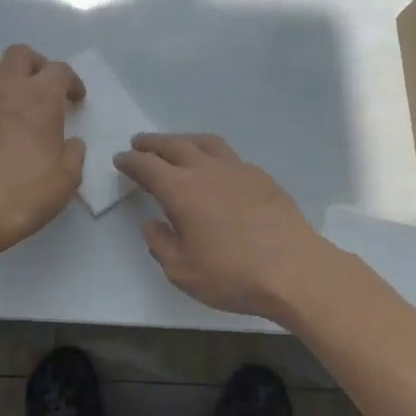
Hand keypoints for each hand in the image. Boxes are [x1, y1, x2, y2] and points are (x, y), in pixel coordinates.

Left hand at [0, 45, 84, 261]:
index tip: (75, 101)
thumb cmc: (30, 191)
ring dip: (0, 75)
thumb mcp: (68, 176)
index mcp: (43, 97)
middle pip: (20, 54)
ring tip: (8, 96)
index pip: (60, 70)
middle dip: (34, 65)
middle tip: (41, 88)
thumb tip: (70, 143)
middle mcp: (9, 88)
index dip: (71, 82)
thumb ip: (73, 152)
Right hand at [113, 134, 333, 320]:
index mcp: (181, 190)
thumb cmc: (232, 274)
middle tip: (140, 143)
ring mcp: (238, 170)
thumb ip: (161, 244)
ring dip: (184, 140)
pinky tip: (215, 168)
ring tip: (176, 145)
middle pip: (174, 145)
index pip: (147, 166)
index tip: (120, 159)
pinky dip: (213, 154)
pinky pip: (230, 156)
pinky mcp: (262, 178)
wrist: (294, 270)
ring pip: (205, 142)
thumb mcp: (182, 271)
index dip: (130, 161)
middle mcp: (207, 170)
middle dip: (153, 143)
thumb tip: (152, 224)